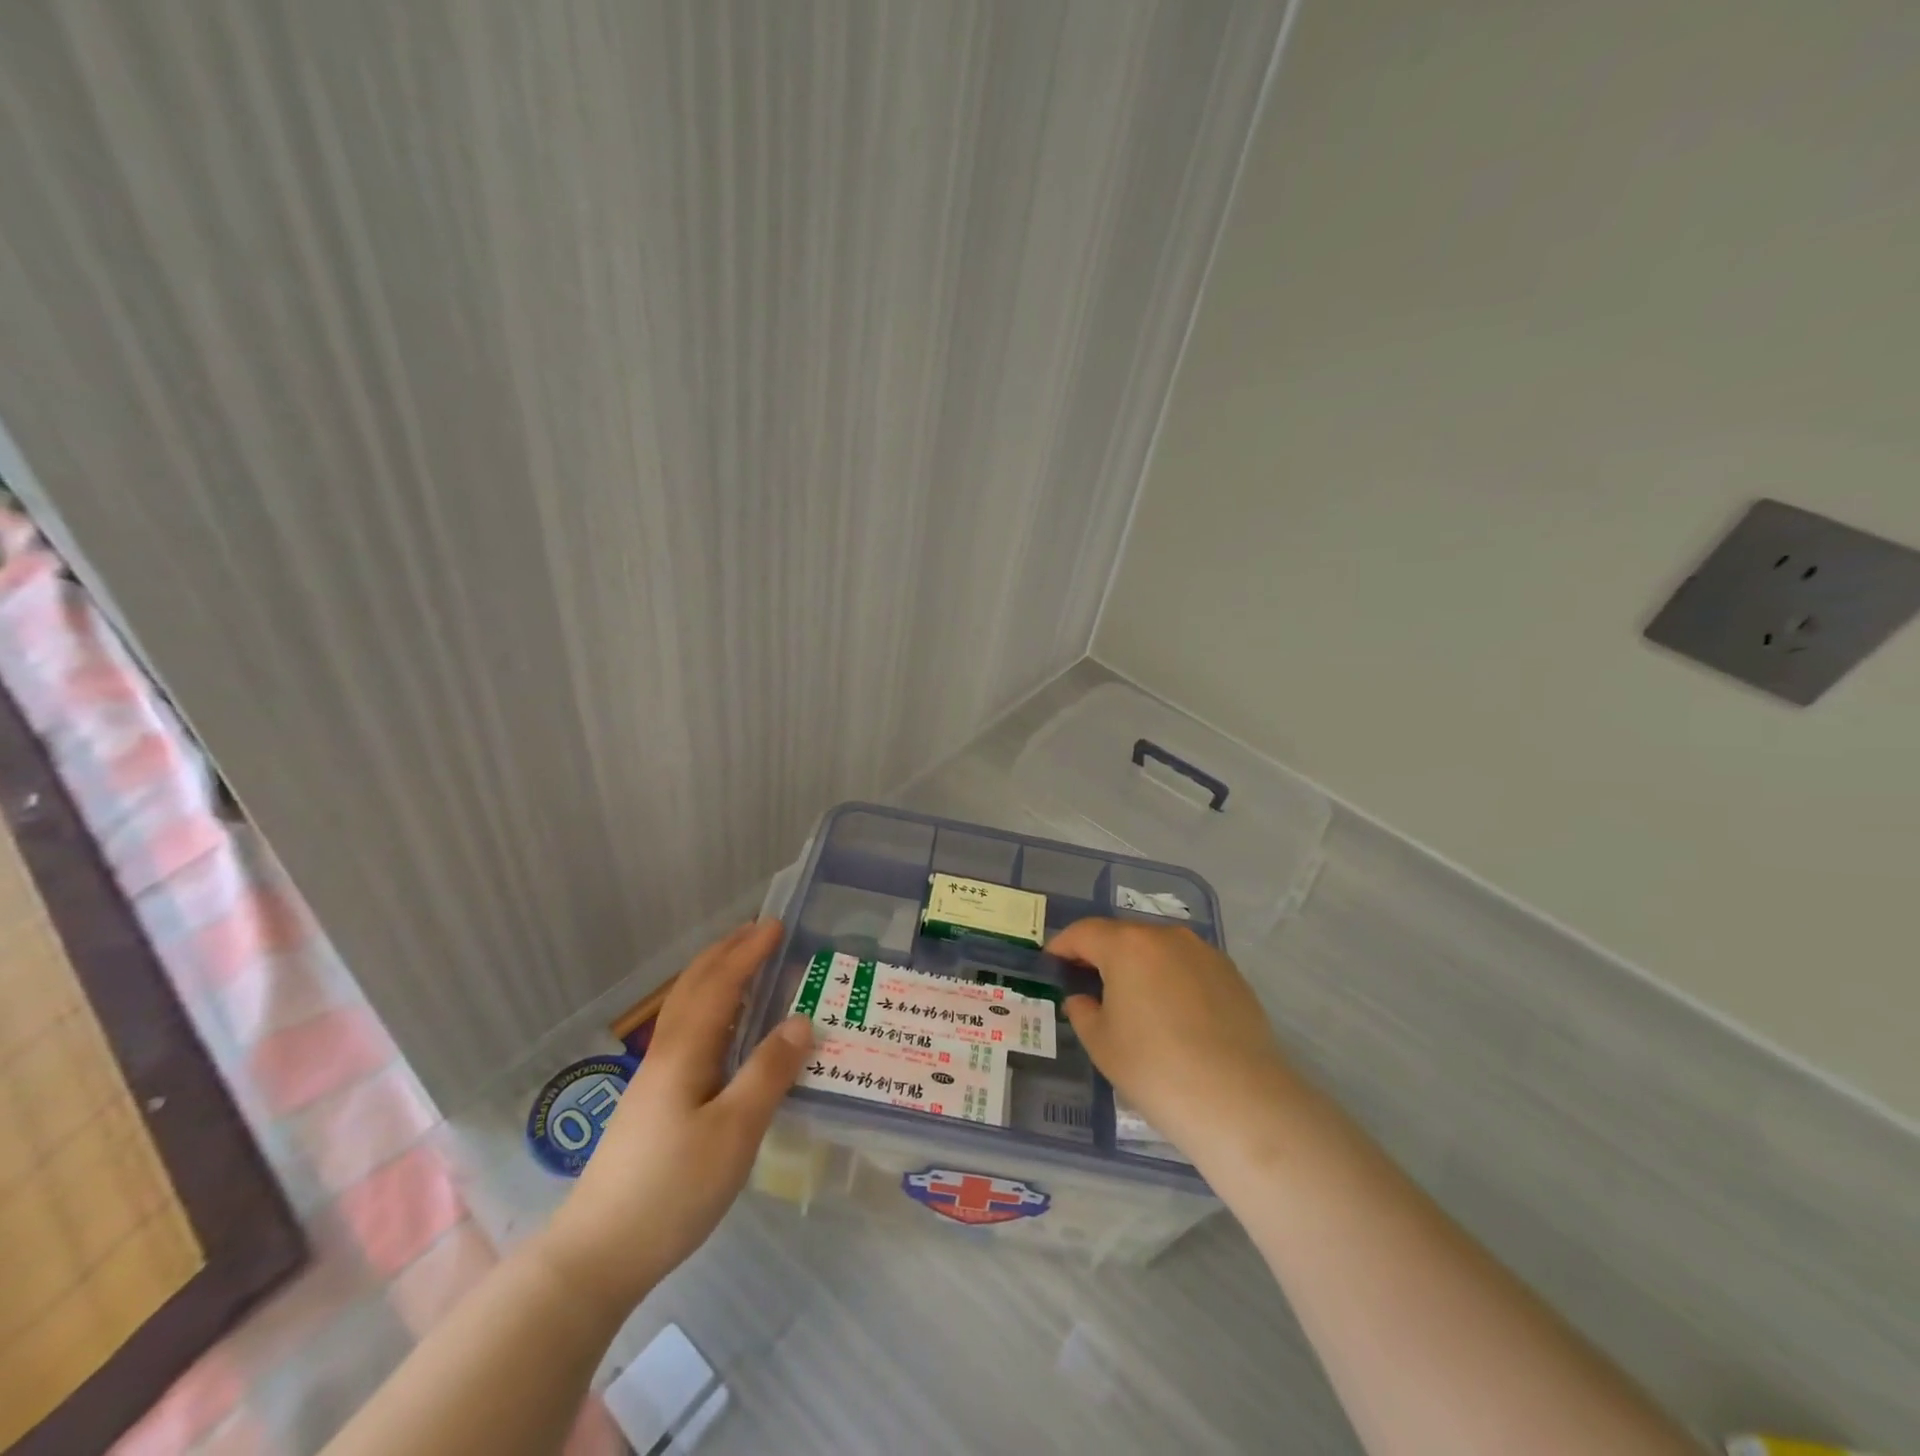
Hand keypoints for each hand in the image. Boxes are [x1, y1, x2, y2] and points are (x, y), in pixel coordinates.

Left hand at [540, 920, 810, 1314]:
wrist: (596, 1256)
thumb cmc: (671, 1189)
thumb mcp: (734, 1132)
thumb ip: (768, 1073)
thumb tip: (802, 1021)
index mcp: (685, 1052)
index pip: (720, 984)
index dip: (748, 953)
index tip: (777, 925)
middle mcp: (666, 1054)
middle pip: (694, 987)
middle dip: (726, 953)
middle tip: (760, 932)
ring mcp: (654, 1079)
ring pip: (686, 1009)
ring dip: (715, 977)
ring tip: (746, 967)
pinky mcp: (652, 1104)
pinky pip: (687, 1033)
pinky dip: (711, 1009)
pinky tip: (725, 1032)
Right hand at [1047, 918, 1302, 1162]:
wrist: (1239, 1100)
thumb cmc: (1155, 1069)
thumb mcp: (1102, 1045)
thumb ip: (1084, 1012)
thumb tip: (1083, 999)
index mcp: (1127, 946)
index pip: (1084, 933)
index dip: (1064, 944)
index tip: (1052, 959)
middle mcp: (1166, 937)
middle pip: (1124, 936)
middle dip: (1102, 953)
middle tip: (1088, 980)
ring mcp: (1204, 953)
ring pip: (1159, 949)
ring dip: (1140, 965)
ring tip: (1132, 997)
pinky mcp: (1232, 975)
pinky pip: (1188, 966)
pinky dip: (1172, 978)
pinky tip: (1172, 1012)